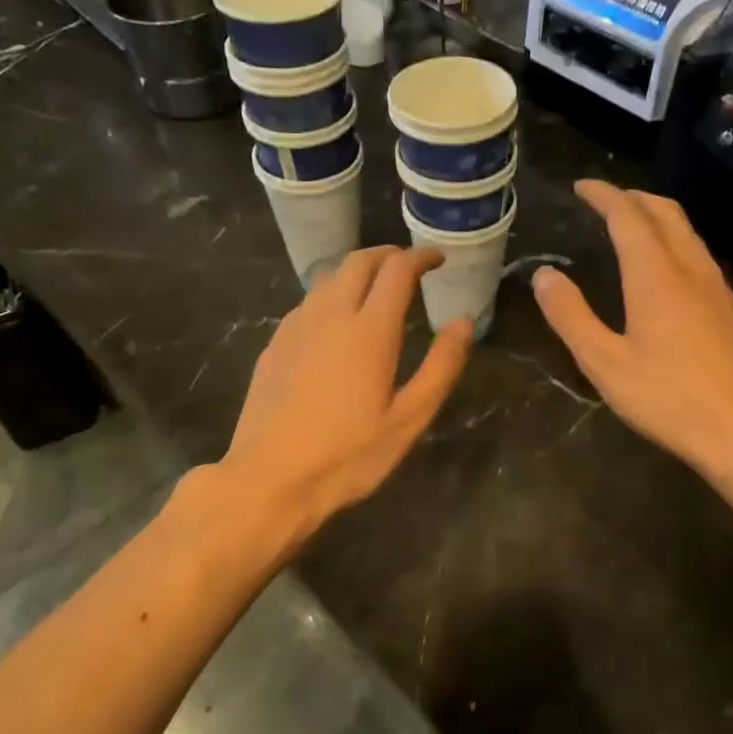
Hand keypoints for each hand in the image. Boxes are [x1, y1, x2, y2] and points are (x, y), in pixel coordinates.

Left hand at [220, 247, 472, 546]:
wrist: (270, 478)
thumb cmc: (348, 455)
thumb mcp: (409, 419)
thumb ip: (441, 366)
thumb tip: (463, 323)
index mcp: (370, 329)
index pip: (397, 270)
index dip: (420, 256)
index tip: (437, 259)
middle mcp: (330, 314)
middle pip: (358, 262)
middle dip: (387, 255)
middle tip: (408, 266)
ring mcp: (296, 327)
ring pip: (328, 278)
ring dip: (356, 272)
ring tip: (375, 289)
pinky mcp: (275, 344)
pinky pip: (307, 303)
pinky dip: (330, 296)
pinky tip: (335, 323)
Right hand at [532, 181, 732, 508]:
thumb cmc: (669, 399)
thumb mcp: (605, 363)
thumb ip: (571, 316)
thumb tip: (544, 275)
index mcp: (656, 275)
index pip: (628, 215)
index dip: (603, 195)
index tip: (581, 186)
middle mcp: (691, 269)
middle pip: (665, 213)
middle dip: (632, 198)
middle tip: (604, 200)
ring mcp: (719, 288)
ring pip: (688, 233)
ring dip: (657, 218)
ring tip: (632, 226)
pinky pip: (700, 257)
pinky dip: (676, 244)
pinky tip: (667, 271)